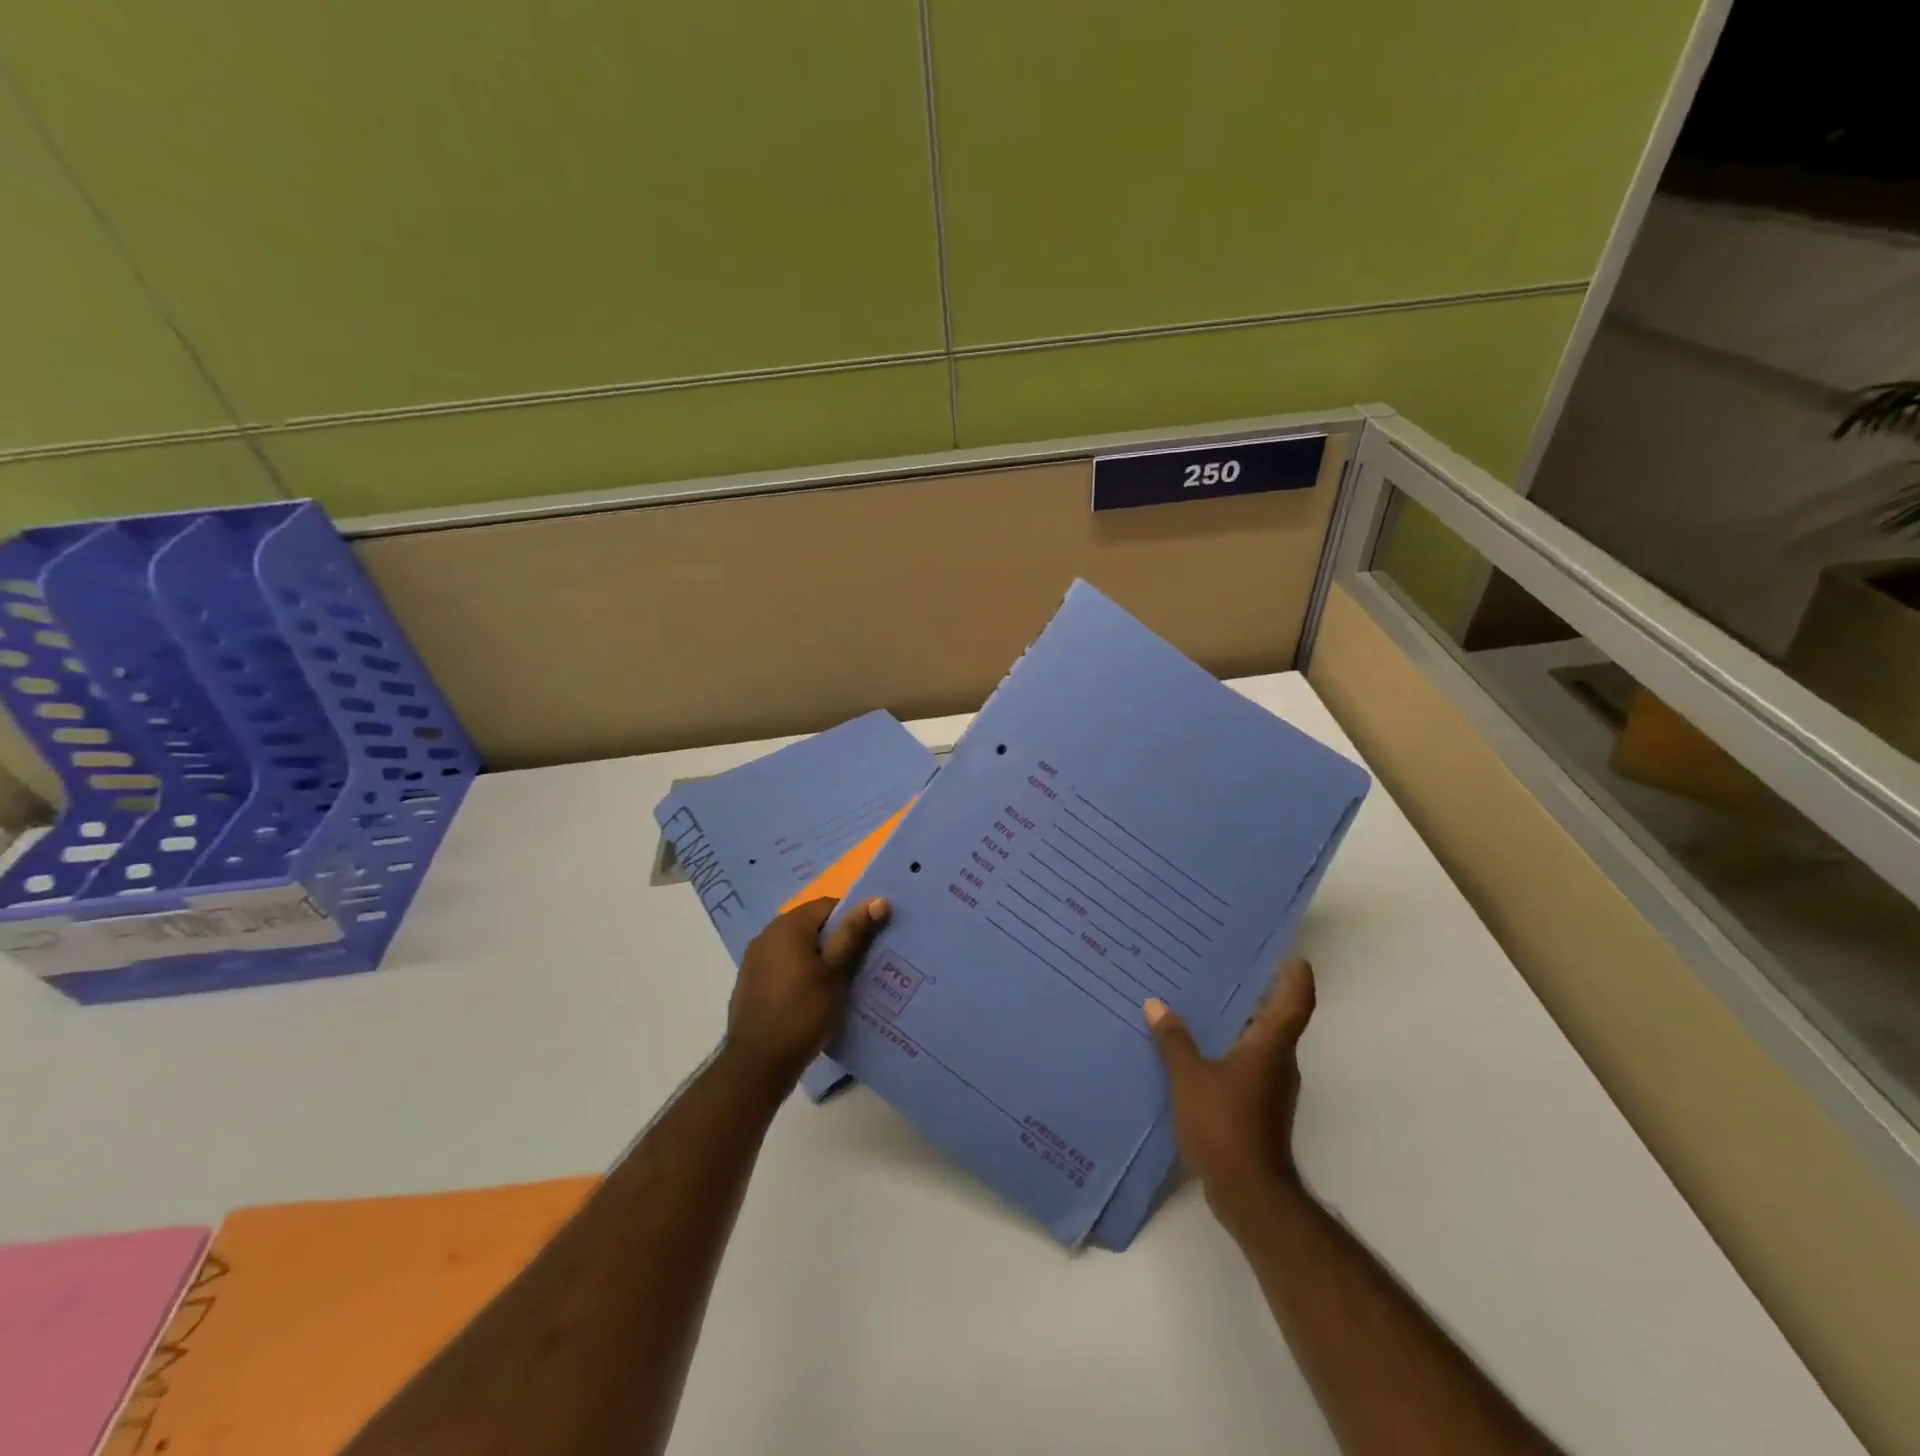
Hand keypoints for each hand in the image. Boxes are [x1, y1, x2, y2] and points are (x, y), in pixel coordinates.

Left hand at [725, 896, 889, 1090]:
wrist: (757, 1064)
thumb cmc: (803, 1012)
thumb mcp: (835, 972)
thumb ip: (853, 933)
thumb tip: (878, 899)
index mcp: (788, 925)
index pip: (828, 905)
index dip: (852, 919)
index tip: (867, 944)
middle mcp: (767, 934)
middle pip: (811, 925)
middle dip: (835, 940)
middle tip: (858, 964)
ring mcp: (754, 959)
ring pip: (796, 947)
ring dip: (817, 958)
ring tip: (838, 983)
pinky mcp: (750, 982)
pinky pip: (782, 965)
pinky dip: (799, 973)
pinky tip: (810, 998)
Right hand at [1145, 957, 1314, 1231]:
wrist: (1249, 1193)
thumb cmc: (1225, 1124)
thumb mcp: (1190, 1077)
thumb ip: (1174, 1040)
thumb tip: (1156, 1004)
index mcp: (1271, 1046)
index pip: (1295, 1001)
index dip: (1296, 976)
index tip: (1290, 955)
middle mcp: (1279, 1062)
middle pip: (1276, 1019)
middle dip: (1256, 993)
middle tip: (1225, 967)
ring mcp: (1271, 1088)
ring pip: (1259, 1043)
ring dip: (1238, 1022)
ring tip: (1203, 1002)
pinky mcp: (1259, 1108)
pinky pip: (1246, 1065)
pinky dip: (1228, 1049)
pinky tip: (1198, 1048)